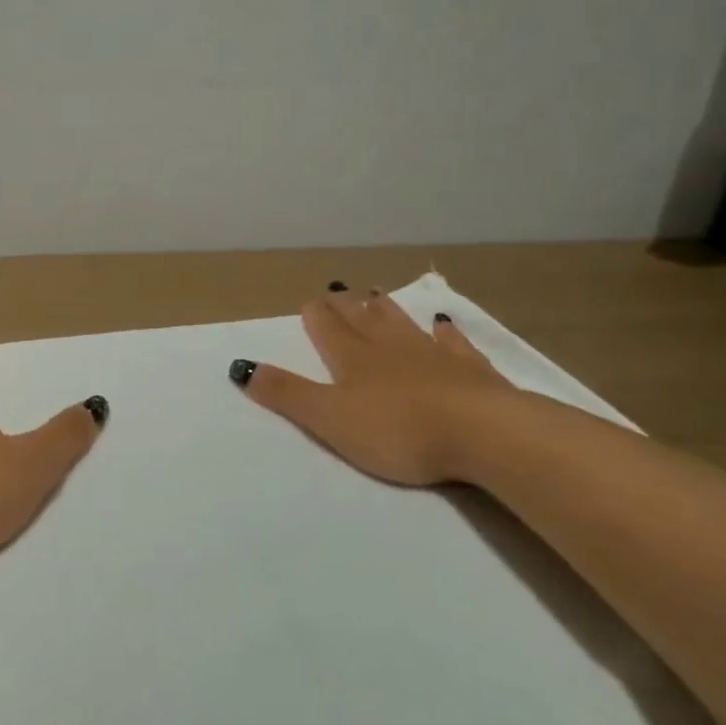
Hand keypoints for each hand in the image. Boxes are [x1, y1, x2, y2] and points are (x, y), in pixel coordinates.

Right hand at [232, 286, 515, 485]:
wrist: (484, 434)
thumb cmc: (397, 430)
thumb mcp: (328, 418)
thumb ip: (286, 394)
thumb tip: (240, 366)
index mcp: (352, 359)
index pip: (328, 328)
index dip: (317, 315)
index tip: (310, 301)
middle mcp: (390, 348)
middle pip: (363, 319)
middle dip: (346, 306)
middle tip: (337, 290)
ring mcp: (433, 356)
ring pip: (403, 324)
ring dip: (386, 309)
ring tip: (375, 294)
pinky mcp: (471, 371)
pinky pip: (453, 342)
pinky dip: (444, 331)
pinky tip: (443, 322)